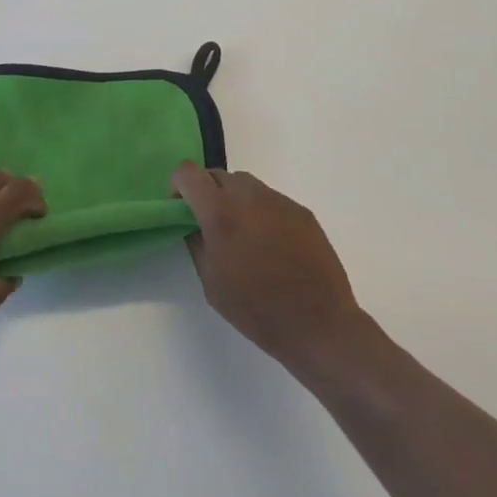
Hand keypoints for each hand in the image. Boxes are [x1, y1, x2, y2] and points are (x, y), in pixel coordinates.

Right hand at [171, 162, 364, 374]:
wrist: (318, 323)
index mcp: (220, 213)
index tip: (180, 205)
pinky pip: (271, 199)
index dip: (178, 184)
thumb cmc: (256, 309)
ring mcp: (279, 201)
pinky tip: (271, 244)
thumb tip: (194, 224)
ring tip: (243, 233)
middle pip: (217, 175)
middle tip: (210, 223)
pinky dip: (261, 211)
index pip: (188, 173)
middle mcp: (249, 196)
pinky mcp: (301, 211)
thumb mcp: (211, 282)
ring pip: (246, 184)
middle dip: (207, 192)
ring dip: (235, 199)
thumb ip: (197, 243)